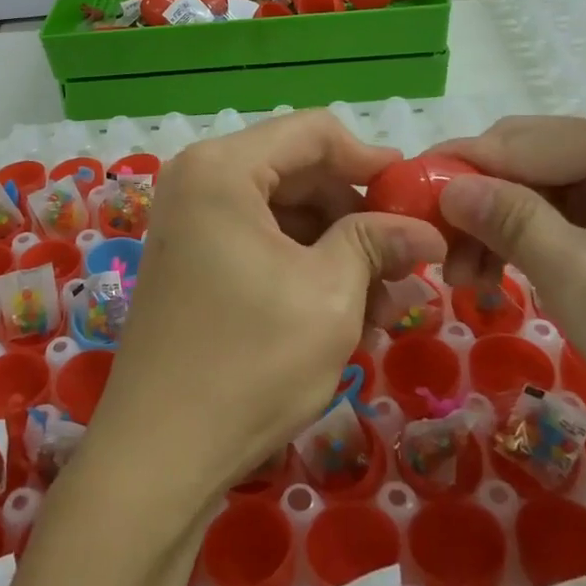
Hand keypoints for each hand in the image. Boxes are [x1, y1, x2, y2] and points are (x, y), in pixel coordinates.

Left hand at [94, 112, 445, 520]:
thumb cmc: (250, 362)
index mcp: (222, 168)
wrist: (160, 452)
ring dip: (336, 250)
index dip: (371, 159)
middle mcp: (198, 180)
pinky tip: (345, 314)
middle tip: (406, 265)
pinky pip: (258, 241)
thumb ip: (376, 242)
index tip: (417, 198)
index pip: (313, 132)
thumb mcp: (330, 295)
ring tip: (384, 307)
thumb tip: (425, 229)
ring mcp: (189, 221)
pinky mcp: (190, 259)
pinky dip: (303, 268)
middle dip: (356, 216)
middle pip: (298, 172)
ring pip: (283, 213)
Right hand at [430, 101, 585, 451]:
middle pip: (530, 157)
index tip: (399, 201)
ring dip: (500, 225)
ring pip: (544, 183)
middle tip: (437, 255)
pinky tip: (505, 269)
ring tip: (468, 279)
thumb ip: (506, 218)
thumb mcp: (578, 277)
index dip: (454, 171)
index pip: (519, 142)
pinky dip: (534, 236)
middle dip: (477, 204)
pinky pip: (571, 206)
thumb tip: (444, 185)